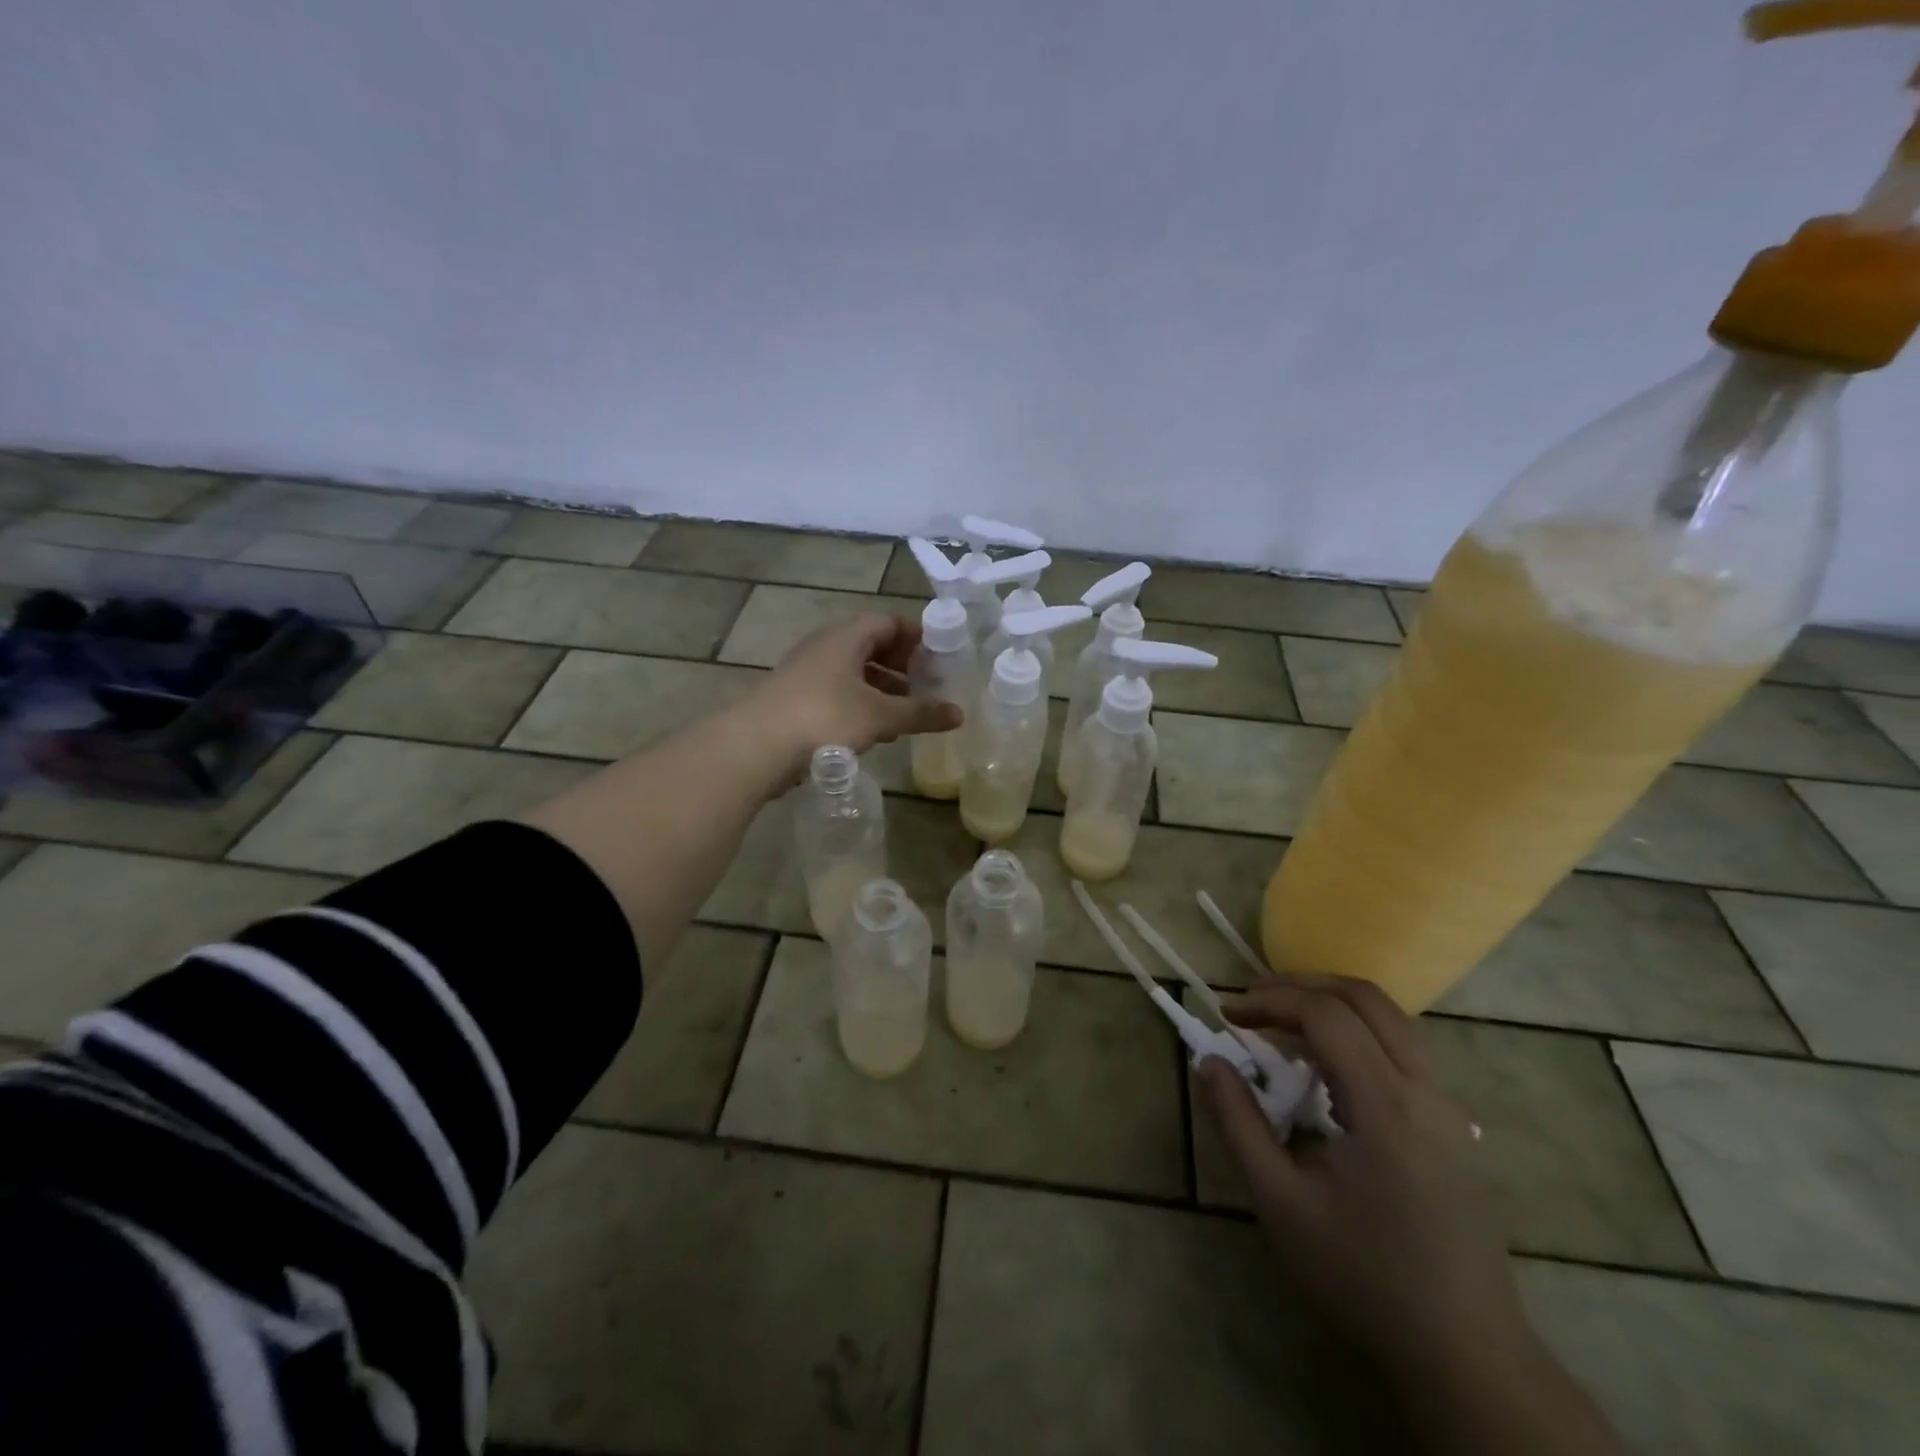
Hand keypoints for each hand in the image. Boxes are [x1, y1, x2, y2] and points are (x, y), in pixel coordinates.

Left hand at [748, 614, 961, 774]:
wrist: (756, 747)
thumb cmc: (824, 717)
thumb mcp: (880, 716)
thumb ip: (920, 713)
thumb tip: (959, 714)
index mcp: (845, 637)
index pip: (887, 621)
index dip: (915, 636)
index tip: (939, 657)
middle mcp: (824, 647)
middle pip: (870, 646)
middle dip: (901, 666)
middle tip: (926, 686)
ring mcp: (806, 674)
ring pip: (853, 673)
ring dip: (882, 689)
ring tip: (906, 713)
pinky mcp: (795, 701)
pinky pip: (837, 694)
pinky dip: (861, 706)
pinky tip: (874, 731)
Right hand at [1199, 974, 1528, 1378]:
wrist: (1466, 1356)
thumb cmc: (1364, 1278)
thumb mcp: (1281, 1203)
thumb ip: (1238, 1124)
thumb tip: (1208, 1062)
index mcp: (1387, 1107)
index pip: (1326, 1016)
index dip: (1271, 1001)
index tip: (1229, 1015)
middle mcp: (1427, 1092)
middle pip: (1367, 999)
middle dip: (1303, 986)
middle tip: (1254, 1000)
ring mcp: (1450, 1108)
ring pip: (1392, 1020)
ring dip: (1333, 1005)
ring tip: (1283, 1023)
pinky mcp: (1456, 1127)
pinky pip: (1403, 1051)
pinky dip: (1357, 1034)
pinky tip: (1326, 1069)